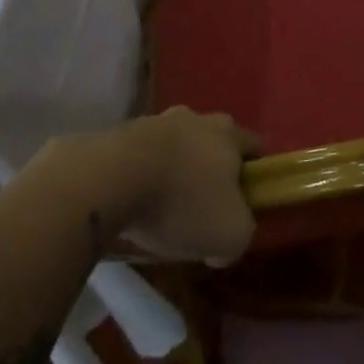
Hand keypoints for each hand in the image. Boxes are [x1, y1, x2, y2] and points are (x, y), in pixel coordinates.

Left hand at [70, 107, 257, 264]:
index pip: (254, 146)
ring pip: (173, 149)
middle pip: (211, 144)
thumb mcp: (229, 235)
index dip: (255, 174)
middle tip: (203, 209)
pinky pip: (139, 158)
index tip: (247, 202)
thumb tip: (223, 245)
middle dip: (210, 172)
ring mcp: (153, 122)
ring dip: (172, 174)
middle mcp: (193, 118)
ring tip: (160, 212)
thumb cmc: (182, 203)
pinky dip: (140, 178)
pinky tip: (132, 206)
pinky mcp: (117, 135)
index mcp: (227, 133)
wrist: (107, 180)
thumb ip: (240, 235)